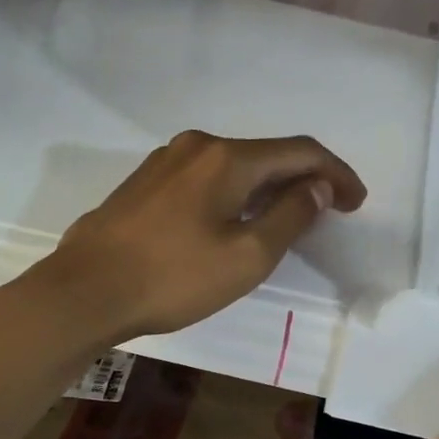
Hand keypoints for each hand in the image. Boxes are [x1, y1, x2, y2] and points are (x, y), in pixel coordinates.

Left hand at [35, 131, 365, 341]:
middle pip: (267, 154)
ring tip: (288, 218)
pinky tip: (235, 219)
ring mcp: (165, 161)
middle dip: (305, 179)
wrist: (82, 292)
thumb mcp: (247, 256)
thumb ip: (290, 216)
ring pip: (235, 165)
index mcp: (228, 158)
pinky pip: (207, 177)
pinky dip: (236, 192)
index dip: (336, 174)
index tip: (357, 203)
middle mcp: (197, 146)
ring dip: (269, 186)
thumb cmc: (173, 278)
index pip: (300, 152)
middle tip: (330, 211)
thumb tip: (317, 187)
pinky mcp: (145, 183)